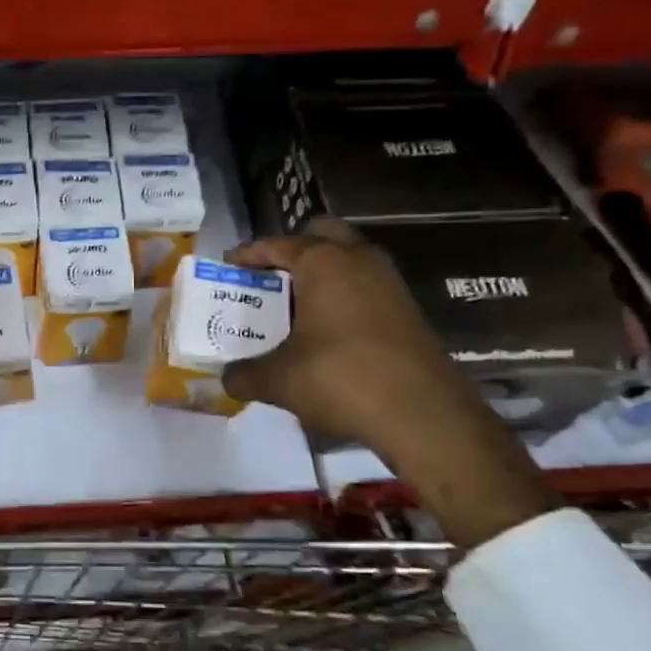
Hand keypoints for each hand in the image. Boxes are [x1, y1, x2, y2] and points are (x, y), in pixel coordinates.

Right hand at [222, 218, 553, 548]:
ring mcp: (389, 282)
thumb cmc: (341, 379)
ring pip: (349, 260)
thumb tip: (226, 379)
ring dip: (322, 275)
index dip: (248, 255)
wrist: (424, 415)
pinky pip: (366, 287)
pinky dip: (344, 297)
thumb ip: (245, 375)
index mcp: (323, 262)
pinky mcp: (408, 309)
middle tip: (271, 279)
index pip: (276, 244)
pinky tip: (328, 332)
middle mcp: (358, 259)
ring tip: (296, 307)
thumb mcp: (279, 381)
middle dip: (293, 251)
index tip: (228, 267)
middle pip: (321, 235)